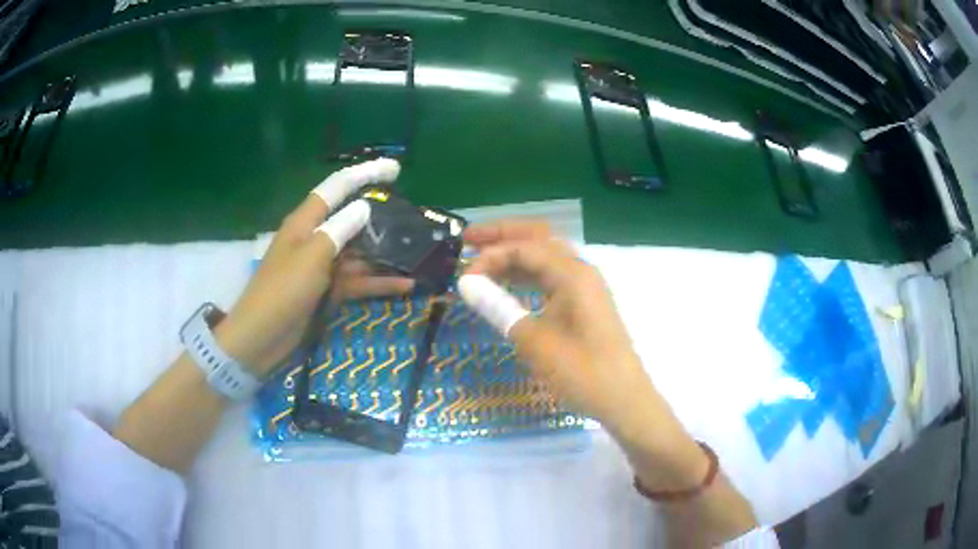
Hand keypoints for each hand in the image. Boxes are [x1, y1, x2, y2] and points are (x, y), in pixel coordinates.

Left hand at [215, 159, 412, 375]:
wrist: (262, 338)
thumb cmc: (282, 291)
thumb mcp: (312, 256)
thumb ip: (339, 230)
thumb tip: (363, 207)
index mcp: (306, 222)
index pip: (337, 187)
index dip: (365, 173)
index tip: (395, 169)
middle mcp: (315, 238)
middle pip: (351, 218)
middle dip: (380, 214)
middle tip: (412, 213)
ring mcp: (322, 266)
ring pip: (358, 252)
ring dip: (384, 253)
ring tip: (416, 250)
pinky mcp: (328, 291)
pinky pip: (357, 281)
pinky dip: (379, 283)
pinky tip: (405, 285)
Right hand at [460, 221, 709, 488]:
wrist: (623, 399)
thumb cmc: (581, 372)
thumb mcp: (534, 342)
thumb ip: (499, 308)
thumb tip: (466, 284)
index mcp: (572, 273)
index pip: (524, 247)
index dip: (490, 255)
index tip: (463, 277)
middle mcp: (580, 270)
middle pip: (537, 238)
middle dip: (502, 234)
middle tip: (467, 238)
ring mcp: (584, 287)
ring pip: (544, 256)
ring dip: (513, 254)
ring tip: (480, 258)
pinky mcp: (583, 304)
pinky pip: (550, 277)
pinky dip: (526, 275)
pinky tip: (507, 283)